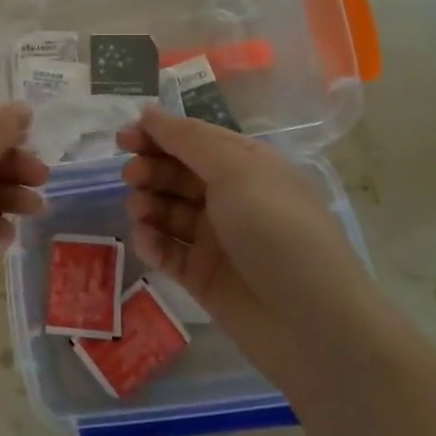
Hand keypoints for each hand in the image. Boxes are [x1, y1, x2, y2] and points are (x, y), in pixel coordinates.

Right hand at [116, 106, 367, 372]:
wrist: (312, 324)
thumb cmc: (277, 231)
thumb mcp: (236, 171)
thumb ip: (188, 139)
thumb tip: (149, 112)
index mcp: (246, 166)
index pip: (194, 140)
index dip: (158, 135)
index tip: (124, 138)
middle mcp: (231, 198)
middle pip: (178, 173)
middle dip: (151, 169)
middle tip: (131, 175)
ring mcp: (216, 239)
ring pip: (168, 211)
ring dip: (147, 204)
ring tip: (140, 210)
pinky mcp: (202, 276)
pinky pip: (167, 251)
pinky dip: (152, 242)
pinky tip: (146, 241)